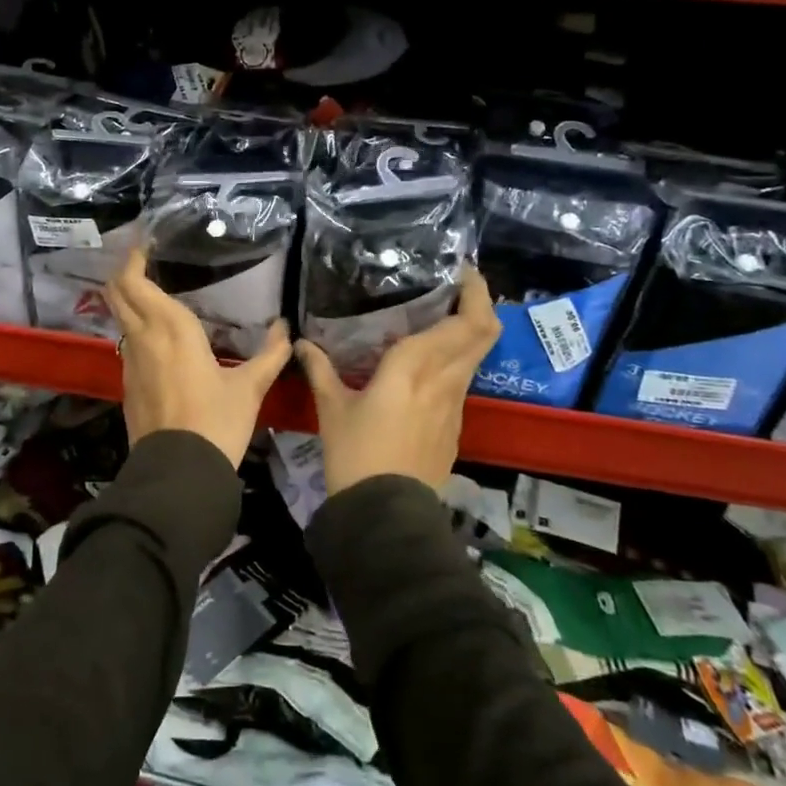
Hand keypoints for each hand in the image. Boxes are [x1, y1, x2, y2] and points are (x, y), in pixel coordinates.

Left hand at [106, 247, 291, 466]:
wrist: (178, 474)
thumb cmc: (217, 422)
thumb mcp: (250, 388)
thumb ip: (270, 354)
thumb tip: (286, 328)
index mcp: (170, 328)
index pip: (134, 282)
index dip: (132, 259)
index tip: (144, 245)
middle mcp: (143, 338)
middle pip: (116, 293)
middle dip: (124, 273)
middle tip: (143, 261)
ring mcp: (130, 363)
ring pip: (119, 319)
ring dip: (128, 301)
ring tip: (153, 293)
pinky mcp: (127, 386)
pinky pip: (126, 344)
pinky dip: (134, 329)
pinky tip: (157, 338)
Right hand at [293, 268, 501, 494]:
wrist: (385, 514)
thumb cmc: (355, 453)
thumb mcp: (332, 408)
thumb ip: (320, 369)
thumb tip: (302, 343)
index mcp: (414, 368)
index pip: (463, 323)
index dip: (474, 293)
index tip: (462, 272)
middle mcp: (444, 380)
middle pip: (484, 334)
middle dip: (481, 304)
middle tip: (459, 287)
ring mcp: (455, 406)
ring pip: (476, 357)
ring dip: (468, 332)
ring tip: (440, 319)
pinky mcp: (454, 427)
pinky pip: (462, 381)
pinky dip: (456, 361)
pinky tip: (428, 366)